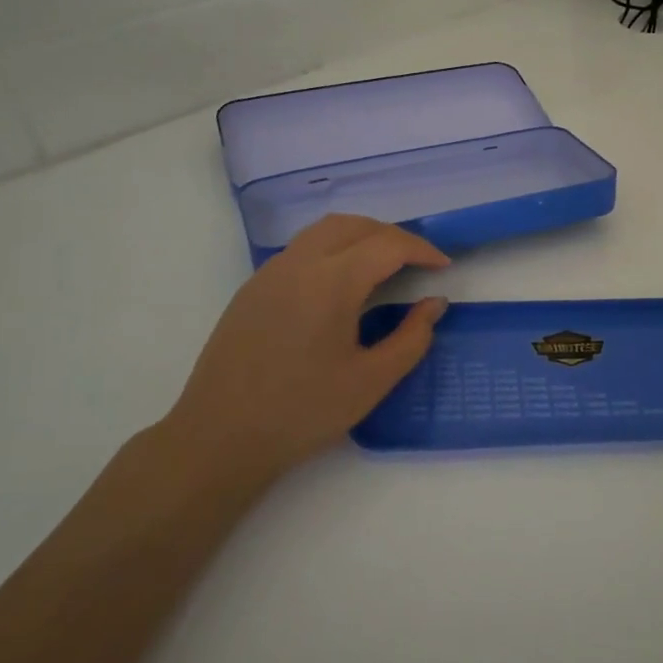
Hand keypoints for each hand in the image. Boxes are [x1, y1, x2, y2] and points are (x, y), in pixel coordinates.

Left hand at [142, 214, 450, 494]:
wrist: (219, 438)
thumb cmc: (302, 412)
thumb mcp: (370, 381)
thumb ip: (411, 338)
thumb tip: (434, 304)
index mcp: (330, 282)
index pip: (387, 245)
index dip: (421, 250)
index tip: (443, 267)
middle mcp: (298, 263)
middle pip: (354, 225)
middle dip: (391, 236)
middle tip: (416, 263)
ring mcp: (270, 273)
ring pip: (323, 231)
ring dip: (360, 236)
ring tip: (383, 266)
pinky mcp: (252, 288)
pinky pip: (301, 249)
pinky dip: (332, 249)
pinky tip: (340, 285)